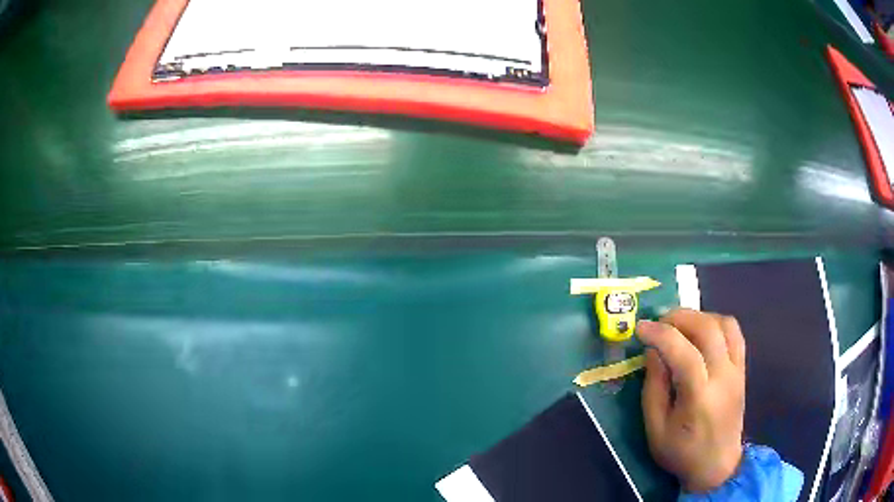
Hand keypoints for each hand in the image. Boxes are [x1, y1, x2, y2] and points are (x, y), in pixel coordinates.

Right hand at [636, 309, 746, 492]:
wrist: (717, 465)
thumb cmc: (681, 452)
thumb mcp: (656, 429)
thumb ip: (654, 388)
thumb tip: (653, 351)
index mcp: (700, 397)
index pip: (684, 353)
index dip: (660, 335)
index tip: (640, 328)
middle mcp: (724, 377)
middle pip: (708, 329)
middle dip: (680, 317)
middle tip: (659, 322)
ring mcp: (737, 371)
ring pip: (725, 324)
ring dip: (700, 317)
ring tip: (680, 325)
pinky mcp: (742, 369)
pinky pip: (735, 333)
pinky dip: (716, 324)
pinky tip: (701, 333)